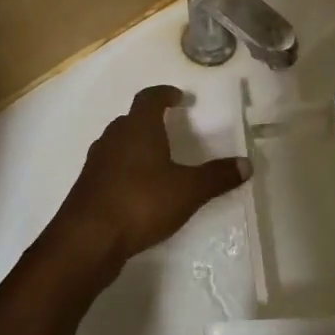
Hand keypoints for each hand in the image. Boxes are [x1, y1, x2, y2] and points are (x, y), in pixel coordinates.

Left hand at [56, 86, 250, 267]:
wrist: (87, 239)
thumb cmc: (141, 202)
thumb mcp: (188, 190)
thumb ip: (217, 176)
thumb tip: (246, 164)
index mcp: (138, 128)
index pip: (149, 98)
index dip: (165, 94)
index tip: (179, 97)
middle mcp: (113, 138)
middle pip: (131, 120)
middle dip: (151, 121)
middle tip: (170, 127)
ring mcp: (96, 163)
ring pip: (119, 144)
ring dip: (136, 146)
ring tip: (157, 159)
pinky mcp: (88, 187)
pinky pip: (111, 168)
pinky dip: (126, 170)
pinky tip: (139, 190)